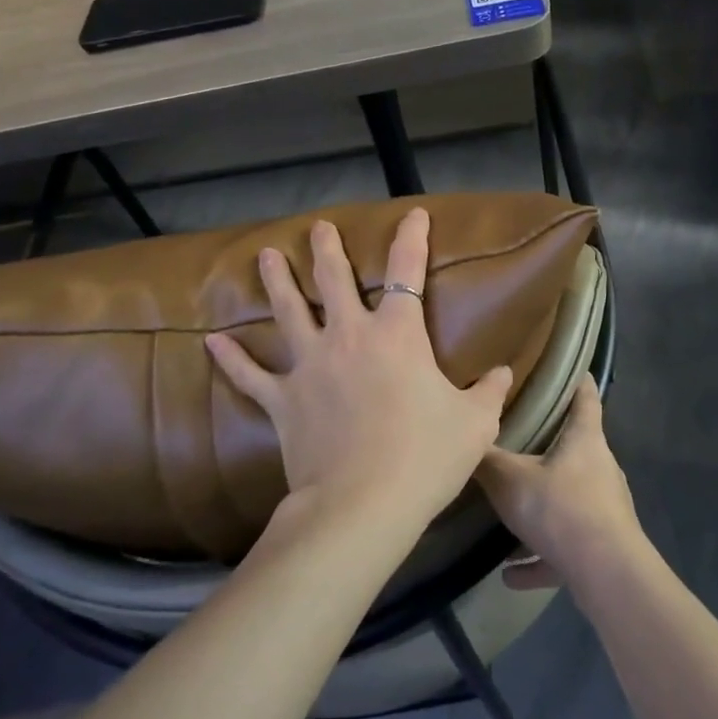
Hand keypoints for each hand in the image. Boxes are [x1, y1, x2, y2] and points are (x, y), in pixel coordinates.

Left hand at [204, 208, 513, 526]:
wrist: (364, 503)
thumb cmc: (426, 456)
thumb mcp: (475, 423)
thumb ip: (489, 392)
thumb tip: (505, 374)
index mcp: (398, 334)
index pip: (408, 271)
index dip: (412, 238)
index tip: (413, 214)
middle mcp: (350, 336)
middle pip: (334, 280)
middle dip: (327, 249)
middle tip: (318, 227)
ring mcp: (310, 365)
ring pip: (288, 312)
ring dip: (277, 282)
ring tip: (265, 255)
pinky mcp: (283, 399)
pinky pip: (250, 374)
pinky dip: (231, 358)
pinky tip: (212, 341)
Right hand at [478, 378, 643, 590]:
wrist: (607, 574)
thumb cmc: (561, 509)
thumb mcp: (510, 480)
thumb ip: (487, 460)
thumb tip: (466, 439)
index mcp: (585, 439)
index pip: (585, 396)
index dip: (577, 379)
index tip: (567, 367)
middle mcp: (600, 468)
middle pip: (576, 447)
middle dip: (549, 445)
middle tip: (518, 439)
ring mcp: (605, 508)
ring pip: (568, 500)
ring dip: (541, 510)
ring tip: (508, 517)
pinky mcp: (602, 546)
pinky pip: (564, 547)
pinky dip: (540, 557)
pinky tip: (511, 573)